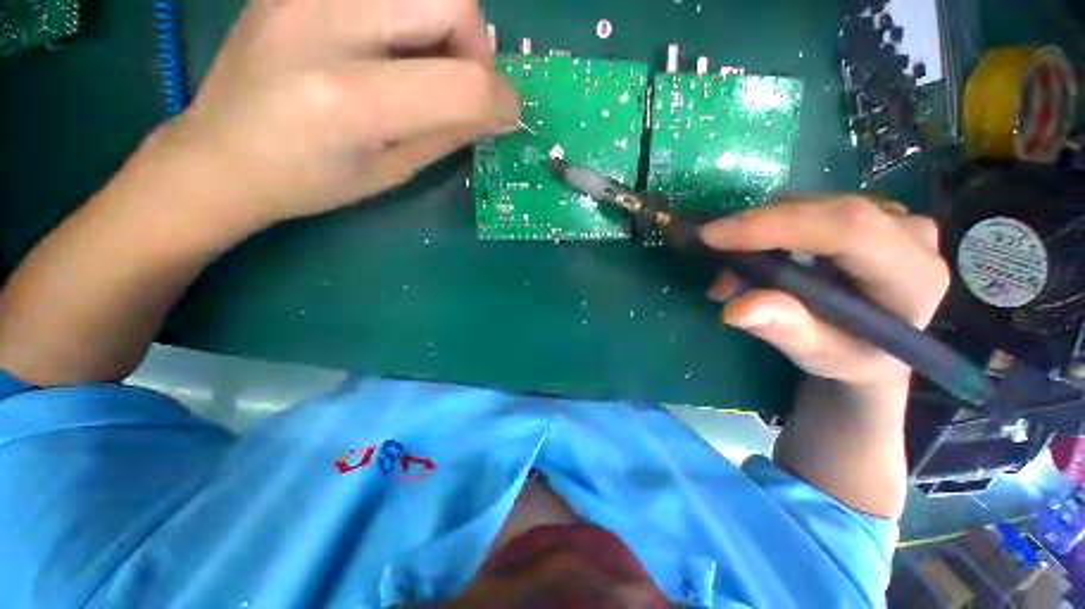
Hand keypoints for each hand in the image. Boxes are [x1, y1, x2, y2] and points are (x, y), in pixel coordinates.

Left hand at [155, 0, 517, 231]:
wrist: (219, 154)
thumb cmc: (309, 181)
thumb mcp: (392, 171)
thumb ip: (449, 133)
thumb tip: (498, 111)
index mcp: (349, 101)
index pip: (463, 83)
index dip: (502, 101)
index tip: (507, 116)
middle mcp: (326, 25)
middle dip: (476, 44)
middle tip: (460, 81)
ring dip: (445, 22)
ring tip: (425, 62)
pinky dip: (408, 13)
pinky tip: (390, 44)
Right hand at [700, 195, 950, 387]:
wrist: (871, 347)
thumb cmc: (851, 357)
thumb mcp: (821, 357)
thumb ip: (789, 332)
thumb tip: (738, 308)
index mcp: (913, 274)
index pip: (847, 229)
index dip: (775, 227)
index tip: (713, 236)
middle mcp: (909, 233)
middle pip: (824, 211)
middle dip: (757, 230)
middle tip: (712, 256)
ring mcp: (889, 216)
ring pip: (809, 205)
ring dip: (758, 233)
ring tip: (731, 274)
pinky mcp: (863, 212)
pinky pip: (806, 207)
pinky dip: (767, 229)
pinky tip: (751, 258)